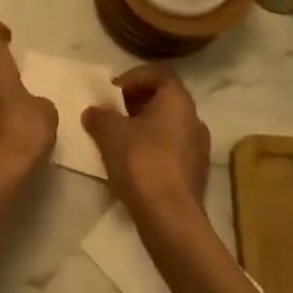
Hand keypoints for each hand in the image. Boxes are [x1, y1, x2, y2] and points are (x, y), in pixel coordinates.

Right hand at [82, 65, 209, 221]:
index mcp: (178, 101)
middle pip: (165, 99)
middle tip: (114, 113)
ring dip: (145, 127)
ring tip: (120, 139)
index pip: (159, 73)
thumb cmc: (141, 162)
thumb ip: (100, 116)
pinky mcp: (196, 175)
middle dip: (138, 102)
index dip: (134, 77)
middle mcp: (194, 119)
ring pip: (169, 126)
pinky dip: (154, 148)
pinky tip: (134, 164)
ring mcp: (199, 149)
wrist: (170, 218)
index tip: (114, 90)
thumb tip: (94, 112)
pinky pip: (173, 150)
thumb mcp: (109, 132)